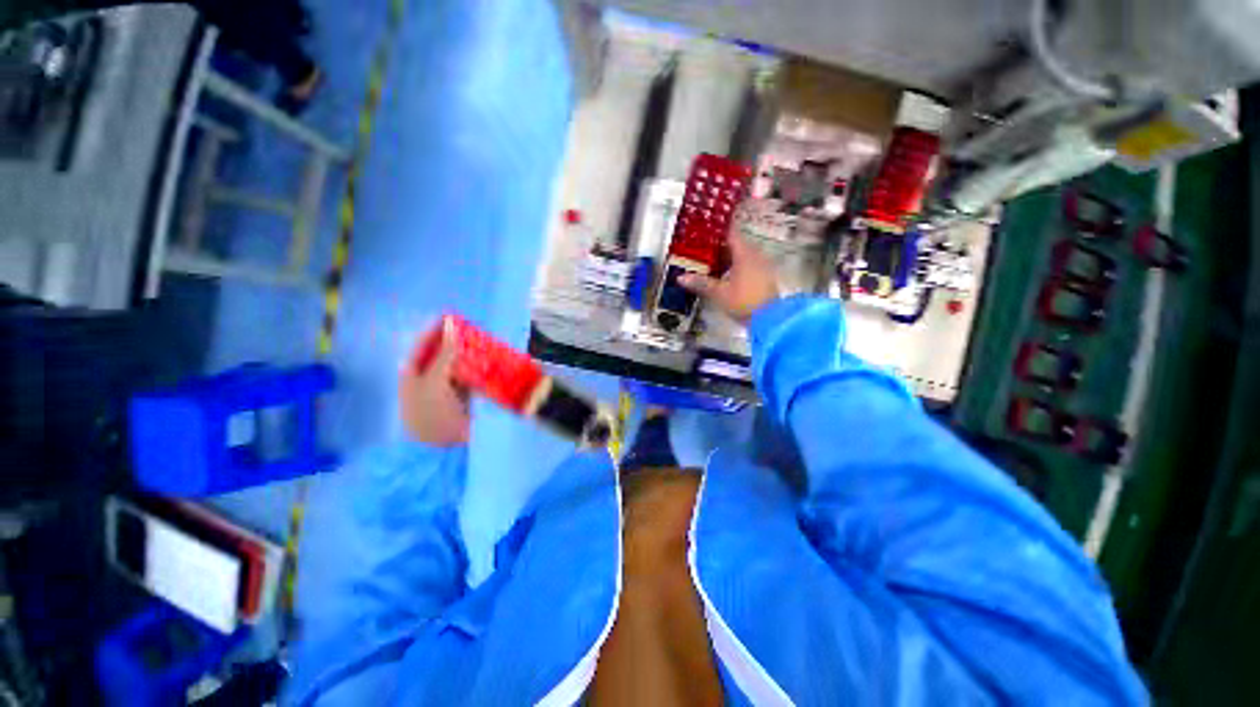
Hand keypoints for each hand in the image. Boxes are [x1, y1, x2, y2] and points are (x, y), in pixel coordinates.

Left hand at [400, 320, 470, 445]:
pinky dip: (477, 368)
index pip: (422, 346)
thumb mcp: (434, 382)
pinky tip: (487, 361)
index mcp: (412, 375)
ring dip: (468, 354)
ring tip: (481, 341)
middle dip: (455, 342)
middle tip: (470, 329)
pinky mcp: (462, 397)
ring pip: (457, 364)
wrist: (444, 449)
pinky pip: (469, 376)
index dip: (434, 331)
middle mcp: (427, 380)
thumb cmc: (432, 414)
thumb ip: (443, 355)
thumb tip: (450, 328)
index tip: (449, 316)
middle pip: (440, 354)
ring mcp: (445, 389)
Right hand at [679, 235, 779, 321]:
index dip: (717, 231)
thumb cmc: (744, 301)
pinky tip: (724, 276)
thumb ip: (700, 283)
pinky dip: (735, 267)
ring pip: (741, 256)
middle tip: (701, 249)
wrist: (769, 319)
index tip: (704, 231)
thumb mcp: (719, 293)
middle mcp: (755, 255)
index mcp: (744, 253)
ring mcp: (762, 266)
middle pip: (735, 245)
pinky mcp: (764, 278)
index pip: (730, 233)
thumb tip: (680, 277)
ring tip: (709, 263)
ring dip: (727, 258)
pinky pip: (747, 266)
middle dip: (719, 247)